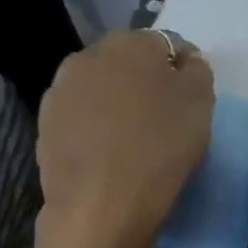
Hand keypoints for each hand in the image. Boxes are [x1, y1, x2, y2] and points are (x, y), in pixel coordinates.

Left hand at [35, 29, 213, 247]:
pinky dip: (98, 127)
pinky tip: (111, 153)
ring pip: (102, 88)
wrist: (101, 204)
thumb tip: (185, 61)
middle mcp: (89, 55)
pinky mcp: (46, 124)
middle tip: (167, 117)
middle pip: (129, 62)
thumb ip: (196, 72)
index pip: (167, 43)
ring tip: (137, 137)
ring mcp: (61, 89)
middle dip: (148, 82)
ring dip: (120, 103)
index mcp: (131, 44)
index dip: (184, 69)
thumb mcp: (201, 105)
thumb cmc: (161, 149)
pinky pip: (83, 116)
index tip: (195, 98)